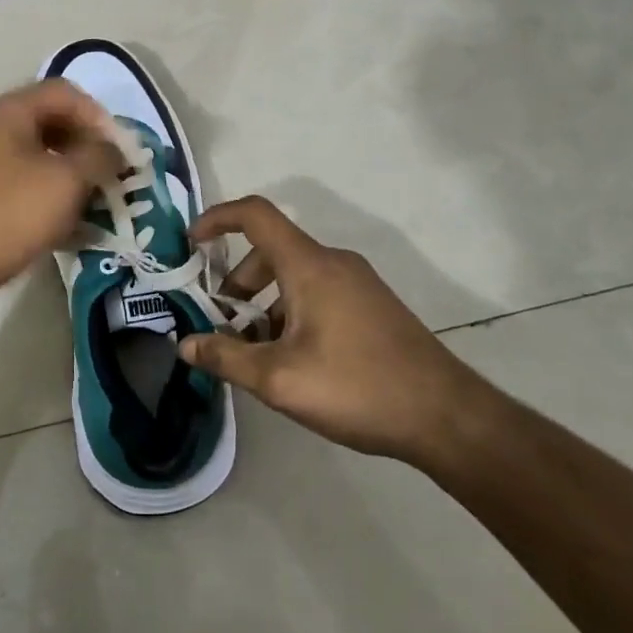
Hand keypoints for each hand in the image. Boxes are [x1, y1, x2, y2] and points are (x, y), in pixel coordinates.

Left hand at [0, 80, 123, 317]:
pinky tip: (72, 232)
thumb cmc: (6, 214)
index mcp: (10, 112)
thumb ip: (99, 156)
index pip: (66, 93)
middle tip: (113, 181)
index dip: (100, 117)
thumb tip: (115, 148)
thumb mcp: (65, 181)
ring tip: (98, 209)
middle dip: (89, 151)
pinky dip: (52, 204)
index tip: (120, 153)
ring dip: (74, 181)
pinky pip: (26, 190)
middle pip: (54, 125)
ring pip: (41, 161)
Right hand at [178, 197, 484, 464]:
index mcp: (310, 266)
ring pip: (293, 278)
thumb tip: (185, 344)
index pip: (255, 215)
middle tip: (224, 330)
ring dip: (263, 307)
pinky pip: (317, 294)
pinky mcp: (372, 306)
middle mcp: (334, 263)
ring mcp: (357, 284)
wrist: (447, 417)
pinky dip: (291, 314)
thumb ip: (226, 358)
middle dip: (237, 287)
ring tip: (257, 356)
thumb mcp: (279, 379)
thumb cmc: (357, 387)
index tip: (191, 244)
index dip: (217, 218)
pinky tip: (294, 363)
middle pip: (269, 253)